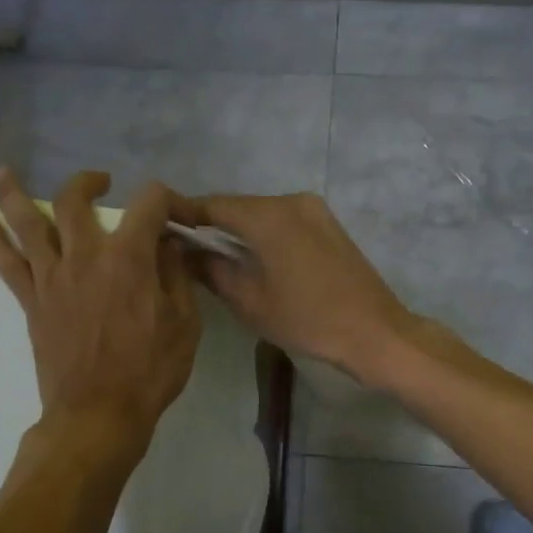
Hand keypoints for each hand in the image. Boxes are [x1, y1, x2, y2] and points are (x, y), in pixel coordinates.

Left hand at [0, 168, 200, 449]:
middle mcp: (85, 256)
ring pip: (27, 222)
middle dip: (88, 183)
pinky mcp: (32, 302)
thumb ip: (176, 276)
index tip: (180, 214)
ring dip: (14, 193)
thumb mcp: (185, 324)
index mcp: (129, 258)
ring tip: (2, 172)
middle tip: (100, 183)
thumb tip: (168, 243)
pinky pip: (6, 264)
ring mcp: (52, 277)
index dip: (170, 199)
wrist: (99, 414)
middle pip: (75, 200)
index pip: (149, 204)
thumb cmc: (150, 371)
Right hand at [173, 192, 413, 383]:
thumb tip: (184, 252)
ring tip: (215, 258)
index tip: (159, 227)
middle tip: (184, 249)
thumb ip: (212, 270)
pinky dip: (263, 236)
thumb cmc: (307, 319)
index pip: (212, 205)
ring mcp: (315, 211)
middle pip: (238, 207)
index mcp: (268, 215)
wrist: (374, 332)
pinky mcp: (329, 226)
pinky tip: (253, 260)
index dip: (183, 214)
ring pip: (262, 215)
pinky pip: (284, 223)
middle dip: (210, 225)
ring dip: (238, 232)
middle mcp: (291, 201)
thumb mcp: (249, 301)